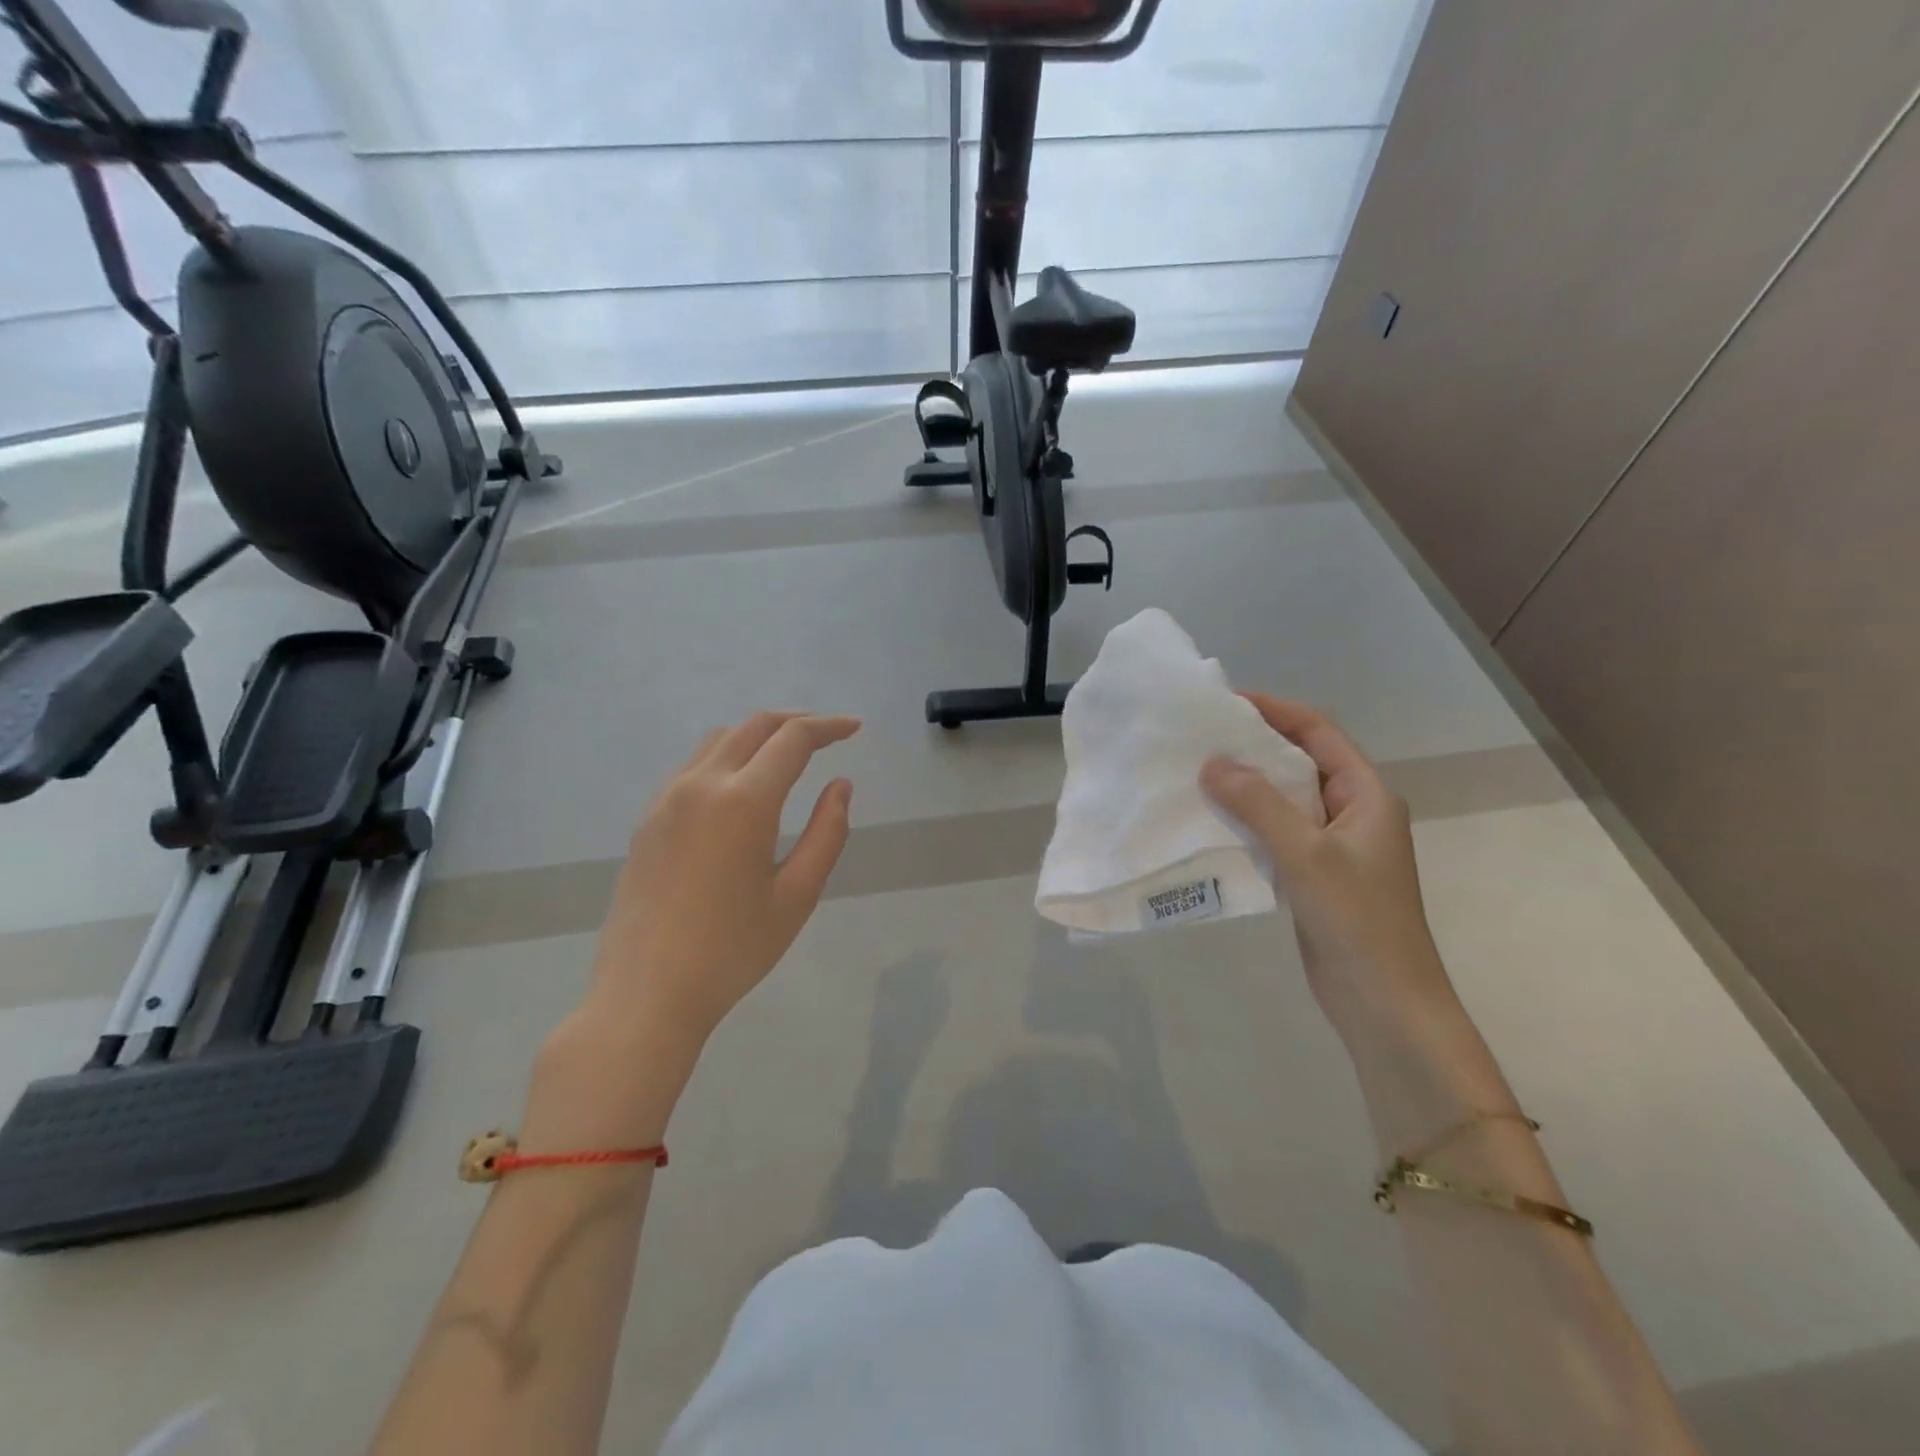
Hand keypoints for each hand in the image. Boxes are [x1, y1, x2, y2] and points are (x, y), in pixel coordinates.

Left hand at [587, 711, 860, 1040]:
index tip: (855, 728)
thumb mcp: (797, 895)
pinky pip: (693, 766)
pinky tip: (742, 787)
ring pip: (719, 740)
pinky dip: (728, 757)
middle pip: (754, 726)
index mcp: (744, 800)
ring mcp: (667, 799)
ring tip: (788, 755)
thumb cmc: (733, 950)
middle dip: (796, 722)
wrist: (646, 994)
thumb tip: (840, 786)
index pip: (793, 739)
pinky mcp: (647, 819)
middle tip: (828, 735)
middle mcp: (701, 784)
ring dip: (759, 735)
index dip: (828, 727)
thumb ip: (827, 833)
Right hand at [1200, 694, 1459, 1043]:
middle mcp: (1350, 812)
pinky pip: (1274, 834)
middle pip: (1298, 762)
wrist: (1384, 1003)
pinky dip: (1244, 823)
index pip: (1318, 732)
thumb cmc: (1357, 920)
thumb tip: (1212, 763)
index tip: (1225, 702)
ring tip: (1194, 774)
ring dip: (1244, 787)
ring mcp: (1331, 846)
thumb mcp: (1307, 854)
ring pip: (1282, 800)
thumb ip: (1258, 805)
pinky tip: (1208, 823)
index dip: (1275, 710)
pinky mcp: (1311, 875)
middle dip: (1252, 747)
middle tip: (1198, 738)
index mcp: (1365, 794)